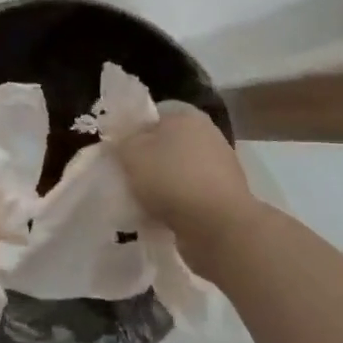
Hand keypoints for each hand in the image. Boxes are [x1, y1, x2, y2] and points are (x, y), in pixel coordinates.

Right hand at [113, 110, 263, 271]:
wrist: (219, 228)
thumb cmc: (172, 179)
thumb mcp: (131, 153)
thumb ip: (121, 141)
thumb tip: (122, 141)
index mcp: (187, 115)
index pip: (152, 115)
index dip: (132, 131)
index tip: (118, 151)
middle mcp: (207, 135)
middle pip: (165, 144)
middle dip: (146, 161)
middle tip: (126, 177)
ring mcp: (220, 167)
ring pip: (177, 172)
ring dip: (160, 185)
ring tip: (140, 202)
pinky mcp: (224, 197)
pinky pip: (189, 196)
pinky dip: (176, 205)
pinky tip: (159, 218)